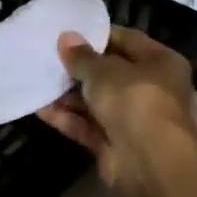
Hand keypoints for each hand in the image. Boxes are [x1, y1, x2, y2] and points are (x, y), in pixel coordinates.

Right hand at [38, 27, 196, 196]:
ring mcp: (131, 119)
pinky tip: (39, 108)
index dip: (97, 36)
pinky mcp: (114, 144)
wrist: (149, 163)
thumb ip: (82, 57)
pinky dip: (66, 118)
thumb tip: (66, 38)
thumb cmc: (135, 101)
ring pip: (95, 101)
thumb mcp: (104, 71)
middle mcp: (149, 89)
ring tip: (36, 80)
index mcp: (160, 62)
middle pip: (109, 73)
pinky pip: (87, 126)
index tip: (66, 33)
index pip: (127, 40)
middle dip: (78, 68)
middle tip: (45, 56)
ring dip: (68, 94)